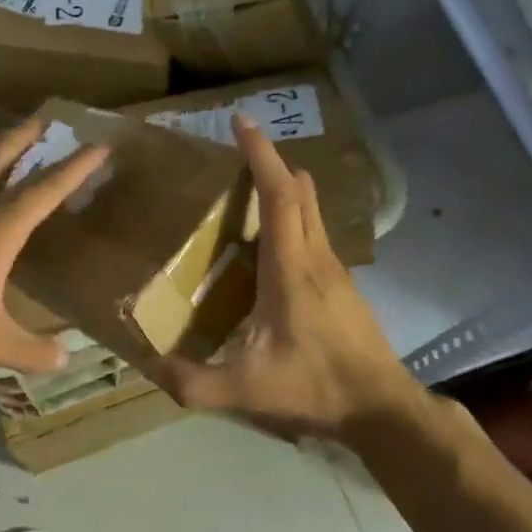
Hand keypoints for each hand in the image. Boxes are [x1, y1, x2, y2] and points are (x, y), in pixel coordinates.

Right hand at [144, 115, 420, 441]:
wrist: (382, 410)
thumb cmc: (315, 388)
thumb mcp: (244, 390)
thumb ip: (192, 382)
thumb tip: (148, 366)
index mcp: (291, 269)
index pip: (280, 195)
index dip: (262, 155)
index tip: (242, 122)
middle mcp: (317, 258)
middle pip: (301, 192)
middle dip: (271, 163)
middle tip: (237, 154)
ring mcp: (336, 271)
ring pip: (311, 212)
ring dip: (284, 191)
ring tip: (245, 197)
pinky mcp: (343, 287)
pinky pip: (314, 235)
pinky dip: (292, 221)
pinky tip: (268, 251)